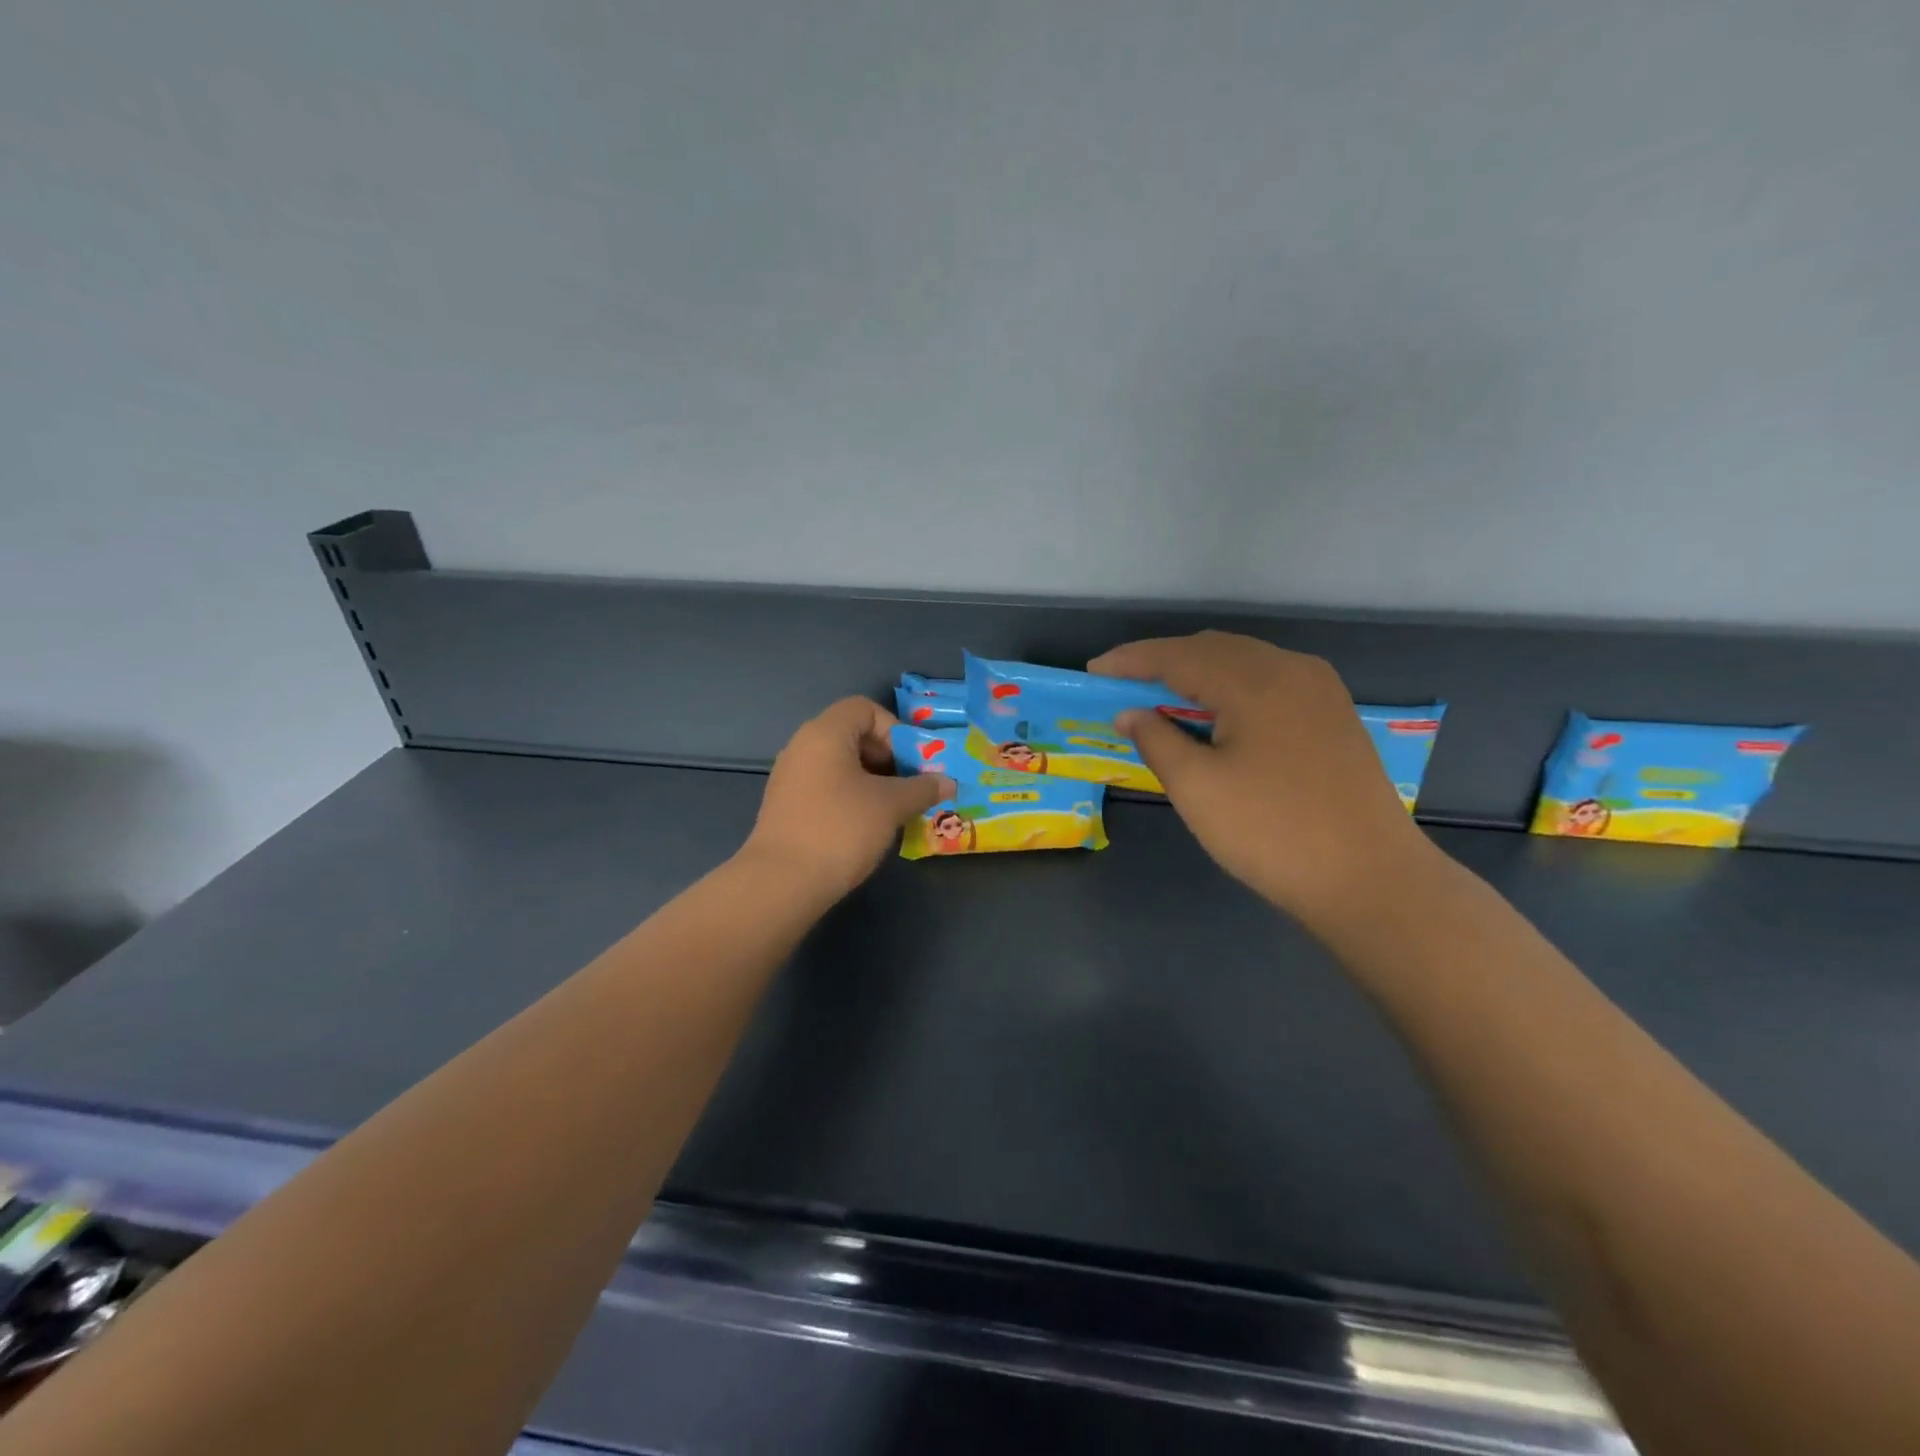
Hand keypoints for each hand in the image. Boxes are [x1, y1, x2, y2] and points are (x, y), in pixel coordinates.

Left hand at [740, 697, 955, 902]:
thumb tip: (947, 782)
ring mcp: (790, 778)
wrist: (782, 883)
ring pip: (841, 765)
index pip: (864, 708)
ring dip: (872, 782)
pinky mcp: (787, 807)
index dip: (894, 729)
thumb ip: (922, 788)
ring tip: (894, 810)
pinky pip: (826, 788)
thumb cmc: (841, 829)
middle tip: (910, 787)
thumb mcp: (891, 805)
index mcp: (825, 733)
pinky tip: (866, 827)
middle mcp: (802, 747)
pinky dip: (851, 798)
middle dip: (888, 758)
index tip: (912, 762)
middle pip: (853, 735)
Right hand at [1090, 631, 1435, 926]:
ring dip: (1198, 672)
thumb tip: (1131, 714)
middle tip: (1124, 684)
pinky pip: (1269, 681)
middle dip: (1164, 661)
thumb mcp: (1197, 788)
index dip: (1131, 661)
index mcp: (1255, 680)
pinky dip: (1231, 686)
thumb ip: (1157, 740)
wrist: (1369, 879)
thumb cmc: (1271, 832)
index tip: (1094, 671)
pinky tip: (1217, 713)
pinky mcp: (1334, 715)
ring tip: (1162, 697)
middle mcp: (1291, 670)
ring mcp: (1320, 690)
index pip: (1178, 655)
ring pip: (1244, 662)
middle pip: (1213, 648)